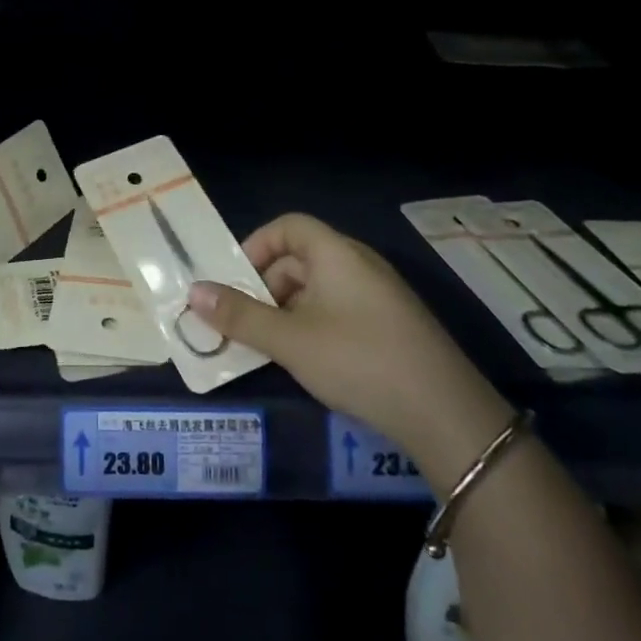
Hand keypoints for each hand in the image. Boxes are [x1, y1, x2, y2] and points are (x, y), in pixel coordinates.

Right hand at [184, 213, 514, 484]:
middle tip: (246, 322)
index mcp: (336, 253)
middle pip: (300, 258)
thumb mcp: (290, 340)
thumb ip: (240, 316)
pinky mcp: (392, 326)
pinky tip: (309, 362)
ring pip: (319, 288)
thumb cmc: (359, 360)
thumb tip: (193, 293)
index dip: (256, 245)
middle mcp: (359, 265)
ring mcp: (380, 296)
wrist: (447, 414)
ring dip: (287, 310)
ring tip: (272, 347)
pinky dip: (314, 326)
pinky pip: (340, 310)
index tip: (236, 280)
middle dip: (266, 286)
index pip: (288, 226)